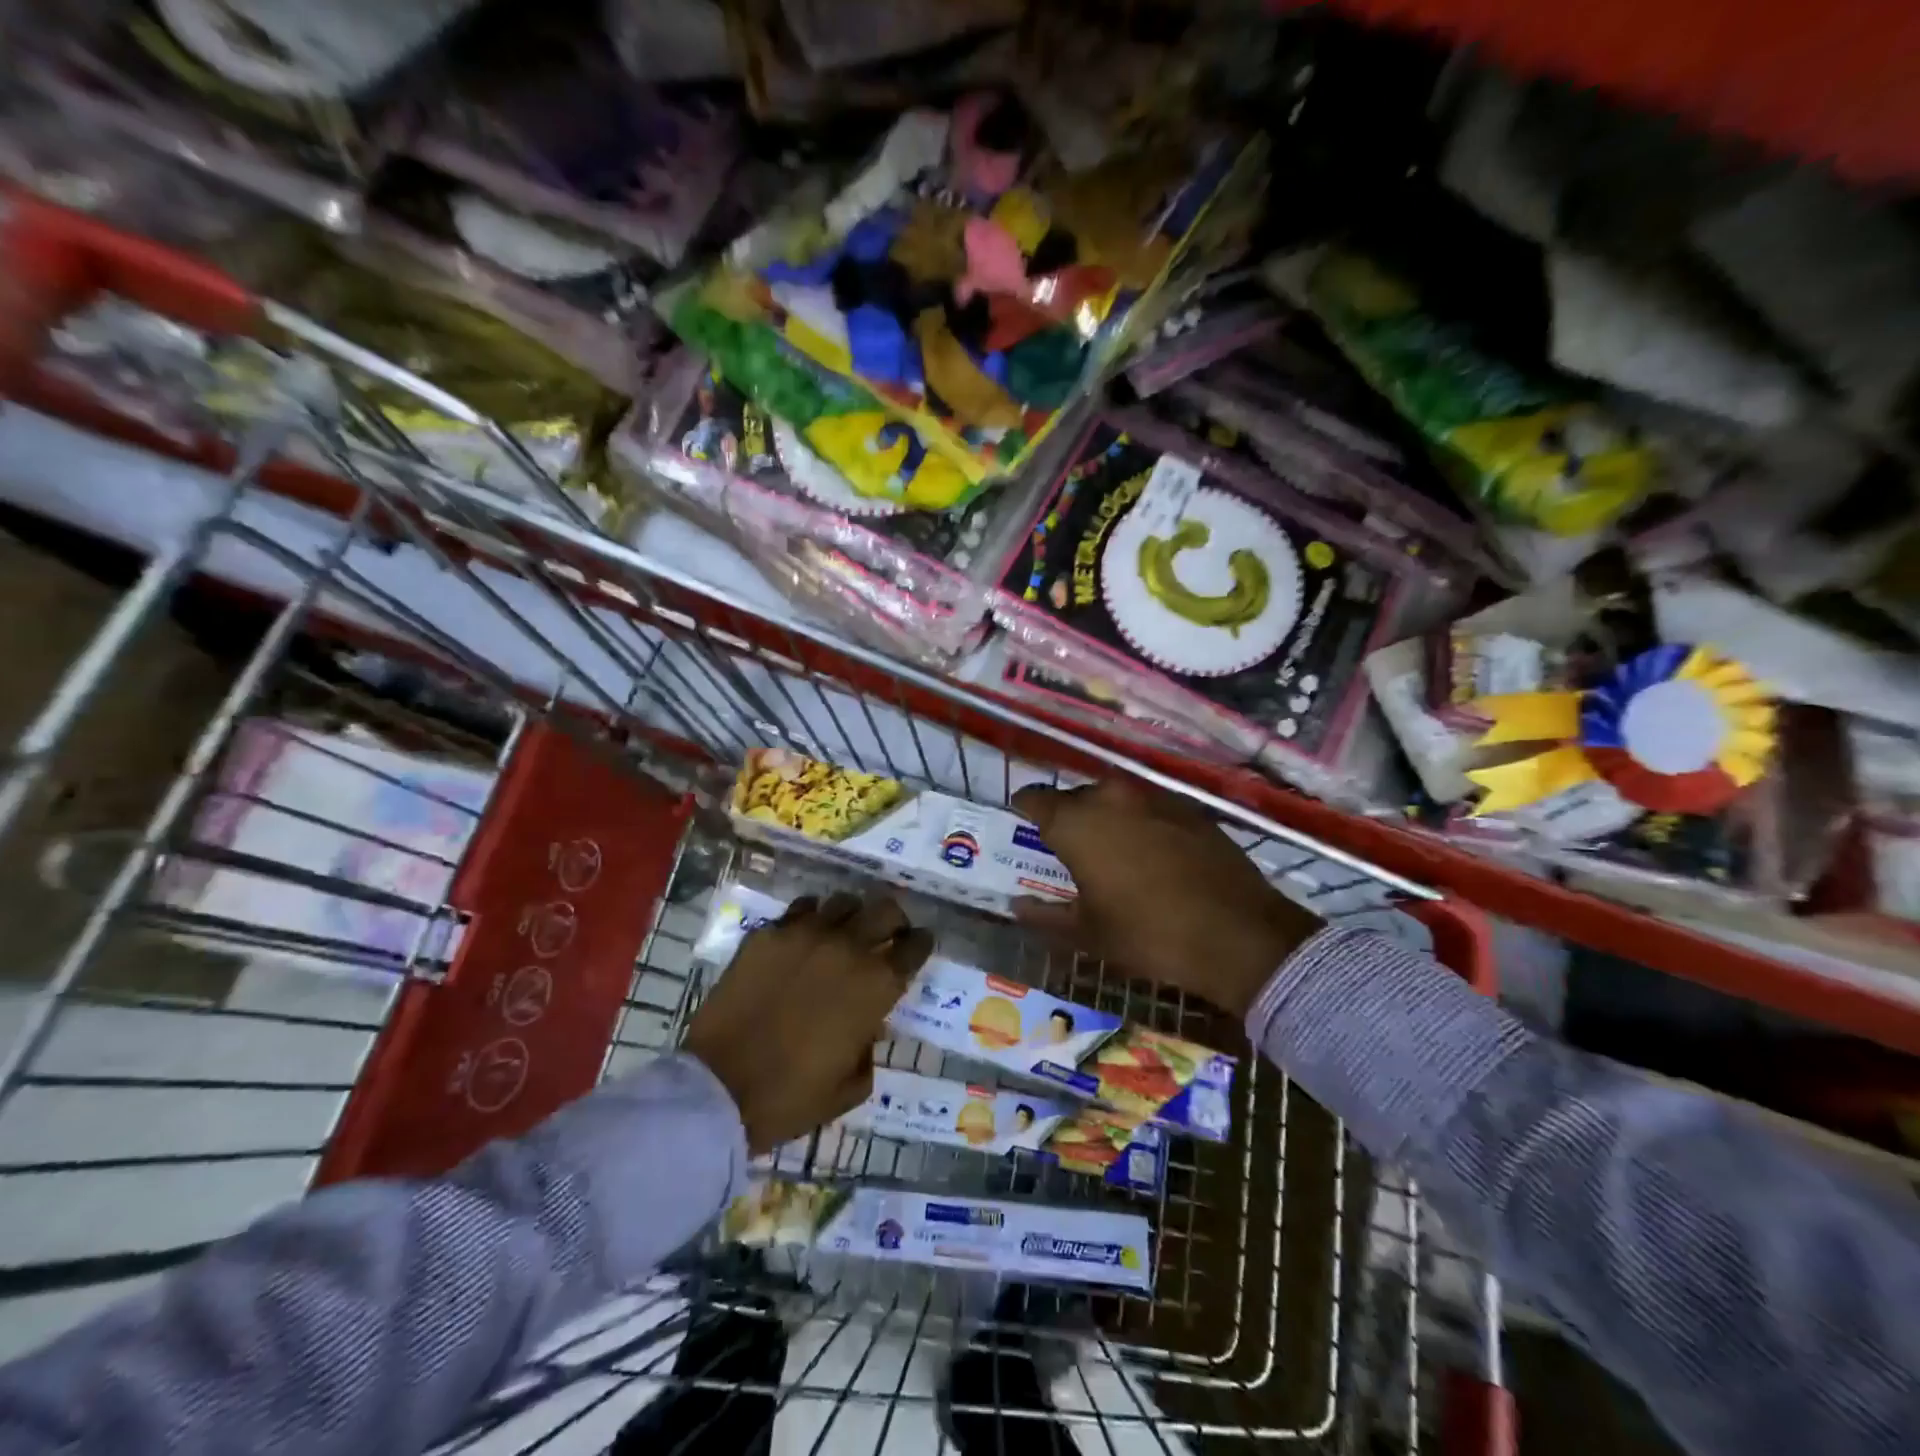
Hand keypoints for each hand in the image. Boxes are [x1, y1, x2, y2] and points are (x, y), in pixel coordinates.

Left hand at [684, 891, 930, 1153]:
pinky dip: (809, 920)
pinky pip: (800, 910)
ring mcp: (804, 935)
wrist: (719, 1088)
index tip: (916, 948)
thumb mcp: (851, 1086)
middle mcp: (847, 948)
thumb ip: (869, 1048)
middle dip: (893, 921)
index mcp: (876, 985)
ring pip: (843, 901)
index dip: (920, 945)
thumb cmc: (791, 1097)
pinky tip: (802, 940)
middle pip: (886, 909)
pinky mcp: (767, 934)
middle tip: (885, 936)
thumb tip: (869, 1026)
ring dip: (850, 917)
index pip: (915, 946)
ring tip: (841, 934)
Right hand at [1012, 780, 1320, 1018]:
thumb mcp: (1088, 933)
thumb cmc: (1148, 934)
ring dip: (1105, 818)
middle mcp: (1111, 797)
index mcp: (1076, 822)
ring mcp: (1154, 798)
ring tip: (1109, 850)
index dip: (1025, 809)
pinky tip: (1150, 853)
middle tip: (1068, 848)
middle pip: (1076, 796)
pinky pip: (1148, 807)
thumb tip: (1016, 906)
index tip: (1022, 820)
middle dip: (1067, 816)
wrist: (1238, 934)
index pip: (1036, 799)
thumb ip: (1045, 916)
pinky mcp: (1189, 808)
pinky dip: (1140, 823)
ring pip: (1114, 799)